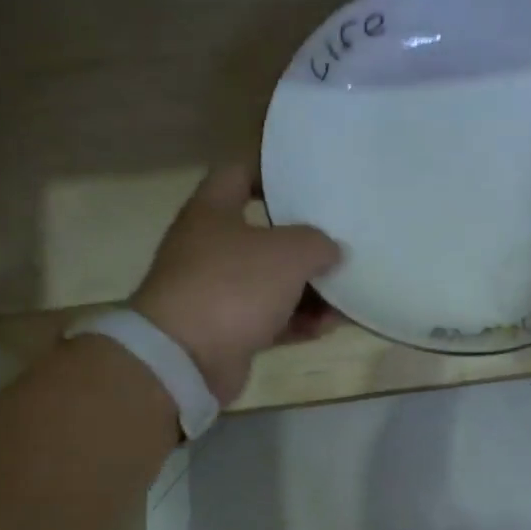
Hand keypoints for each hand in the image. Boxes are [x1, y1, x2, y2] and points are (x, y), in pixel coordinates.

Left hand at [131, 165, 342, 403]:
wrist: (186, 358)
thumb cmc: (234, 286)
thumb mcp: (288, 253)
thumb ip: (318, 243)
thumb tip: (332, 250)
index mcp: (213, 211)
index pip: (238, 173)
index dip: (271, 171)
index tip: (307, 181)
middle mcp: (210, 247)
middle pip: (263, 235)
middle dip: (303, 243)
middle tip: (340, 244)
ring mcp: (216, 291)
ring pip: (270, 282)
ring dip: (308, 290)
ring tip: (345, 295)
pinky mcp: (226, 330)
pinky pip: (270, 319)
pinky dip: (297, 321)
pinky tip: (327, 327)